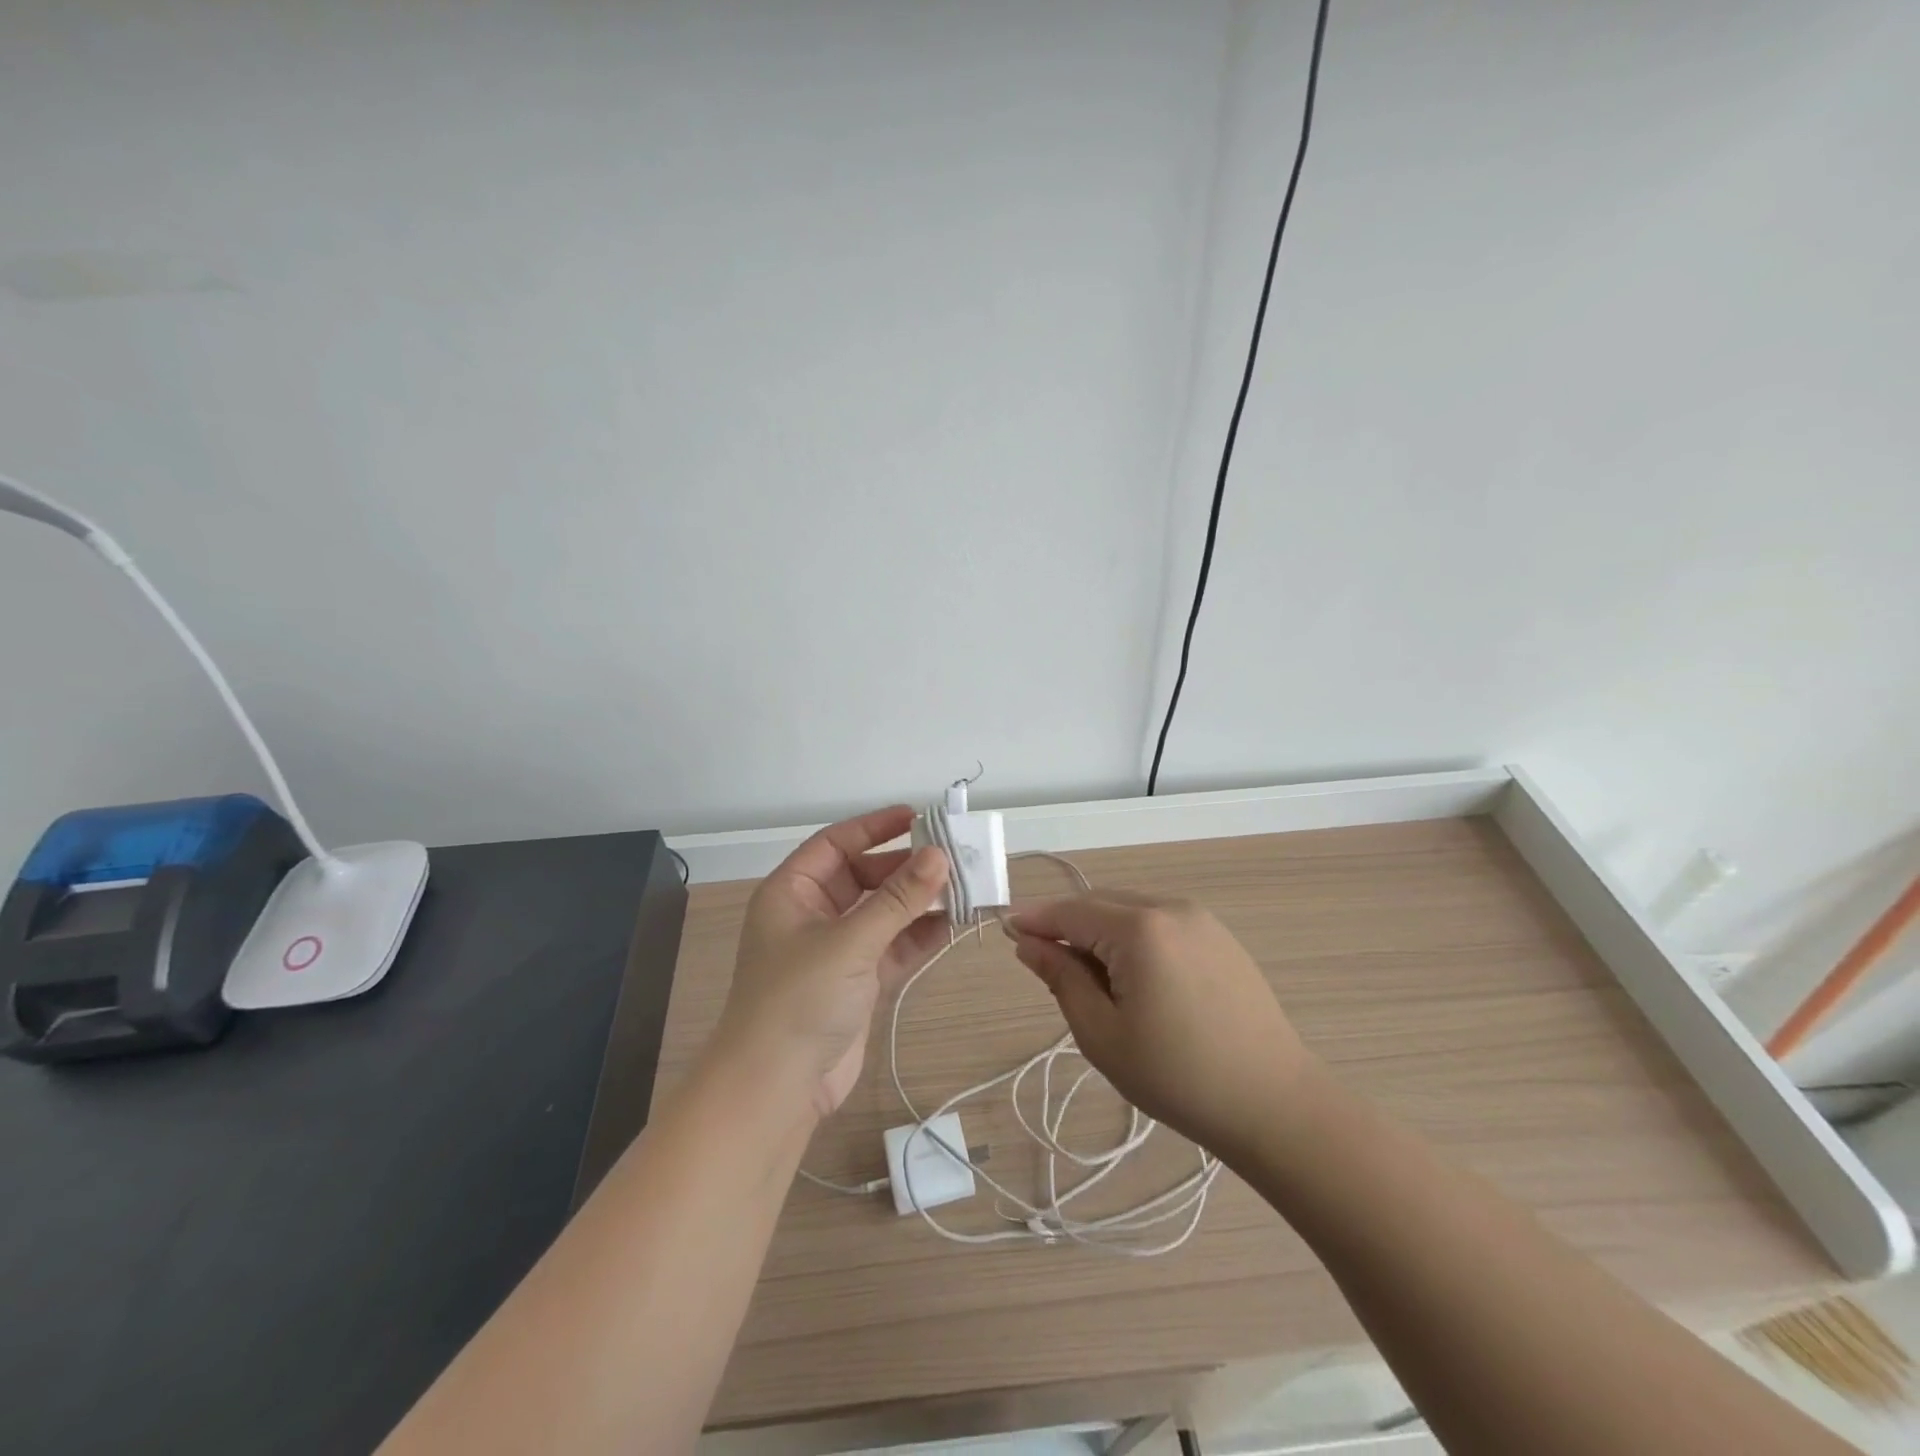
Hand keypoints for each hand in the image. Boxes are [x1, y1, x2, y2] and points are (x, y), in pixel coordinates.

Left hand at [717, 807, 949, 1121]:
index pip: (835, 844)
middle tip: (952, 858)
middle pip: (864, 877)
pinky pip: (893, 946)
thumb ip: (898, 899)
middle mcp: (813, 915)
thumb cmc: (799, 1000)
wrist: (776, 1089)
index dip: (874, 827)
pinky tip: (953, 924)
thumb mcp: (849, 942)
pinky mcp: (857, 983)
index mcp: (792, 893)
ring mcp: (836, 950)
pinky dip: (919, 936)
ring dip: (919, 902)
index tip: (917, 817)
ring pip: (883, 913)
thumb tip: (940, 855)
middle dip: (905, 869)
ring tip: (963, 888)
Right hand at [1008, 891, 1315, 1161]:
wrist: (1274, 1104)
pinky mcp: (1220, 937)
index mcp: (1139, 928)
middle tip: (1044, 963)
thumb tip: (1028, 943)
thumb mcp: (1103, 1033)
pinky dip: (1133, 937)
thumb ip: (1061, 978)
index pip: (1070, 912)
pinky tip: (1132, 976)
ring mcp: (1201, 919)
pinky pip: (1160, 922)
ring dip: (1100, 932)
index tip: (1005, 928)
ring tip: (1090, 979)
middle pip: (1100, 904)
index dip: (1035, 919)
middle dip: (1067, 926)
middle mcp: (1170, 908)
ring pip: (1130, 910)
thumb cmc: (1177, 1077)